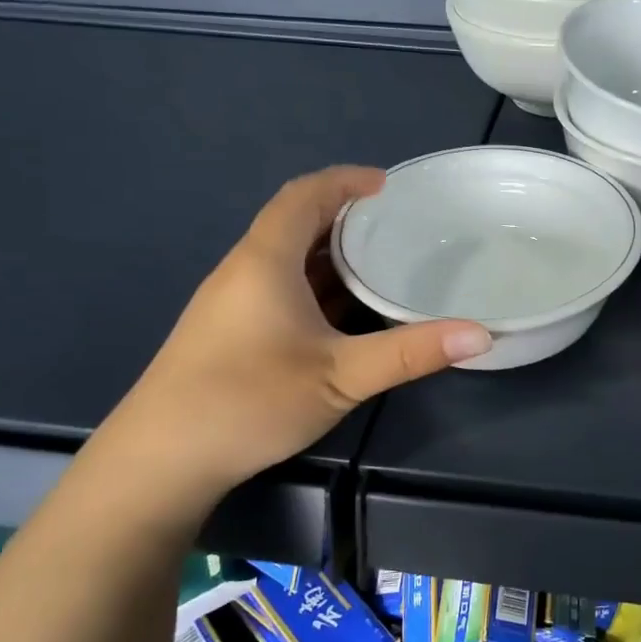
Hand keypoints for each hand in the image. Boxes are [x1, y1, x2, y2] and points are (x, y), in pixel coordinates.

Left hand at [92, 166, 489, 518]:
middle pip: (296, 224)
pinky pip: (280, 290)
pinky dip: (317, 288)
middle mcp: (245, 271)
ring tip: (382, 265)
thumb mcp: (342, 376)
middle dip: (347, 219)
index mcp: (266, 261)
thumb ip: (411, 352)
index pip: (304, 195)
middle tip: (398, 228)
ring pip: (288, 261)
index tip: (387, 186)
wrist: (159, 461)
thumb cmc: (249, 401)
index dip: (345, 180)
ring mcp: (232, 304)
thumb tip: (481, 335)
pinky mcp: (229, 333)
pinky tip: (345, 315)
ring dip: (332, 257)